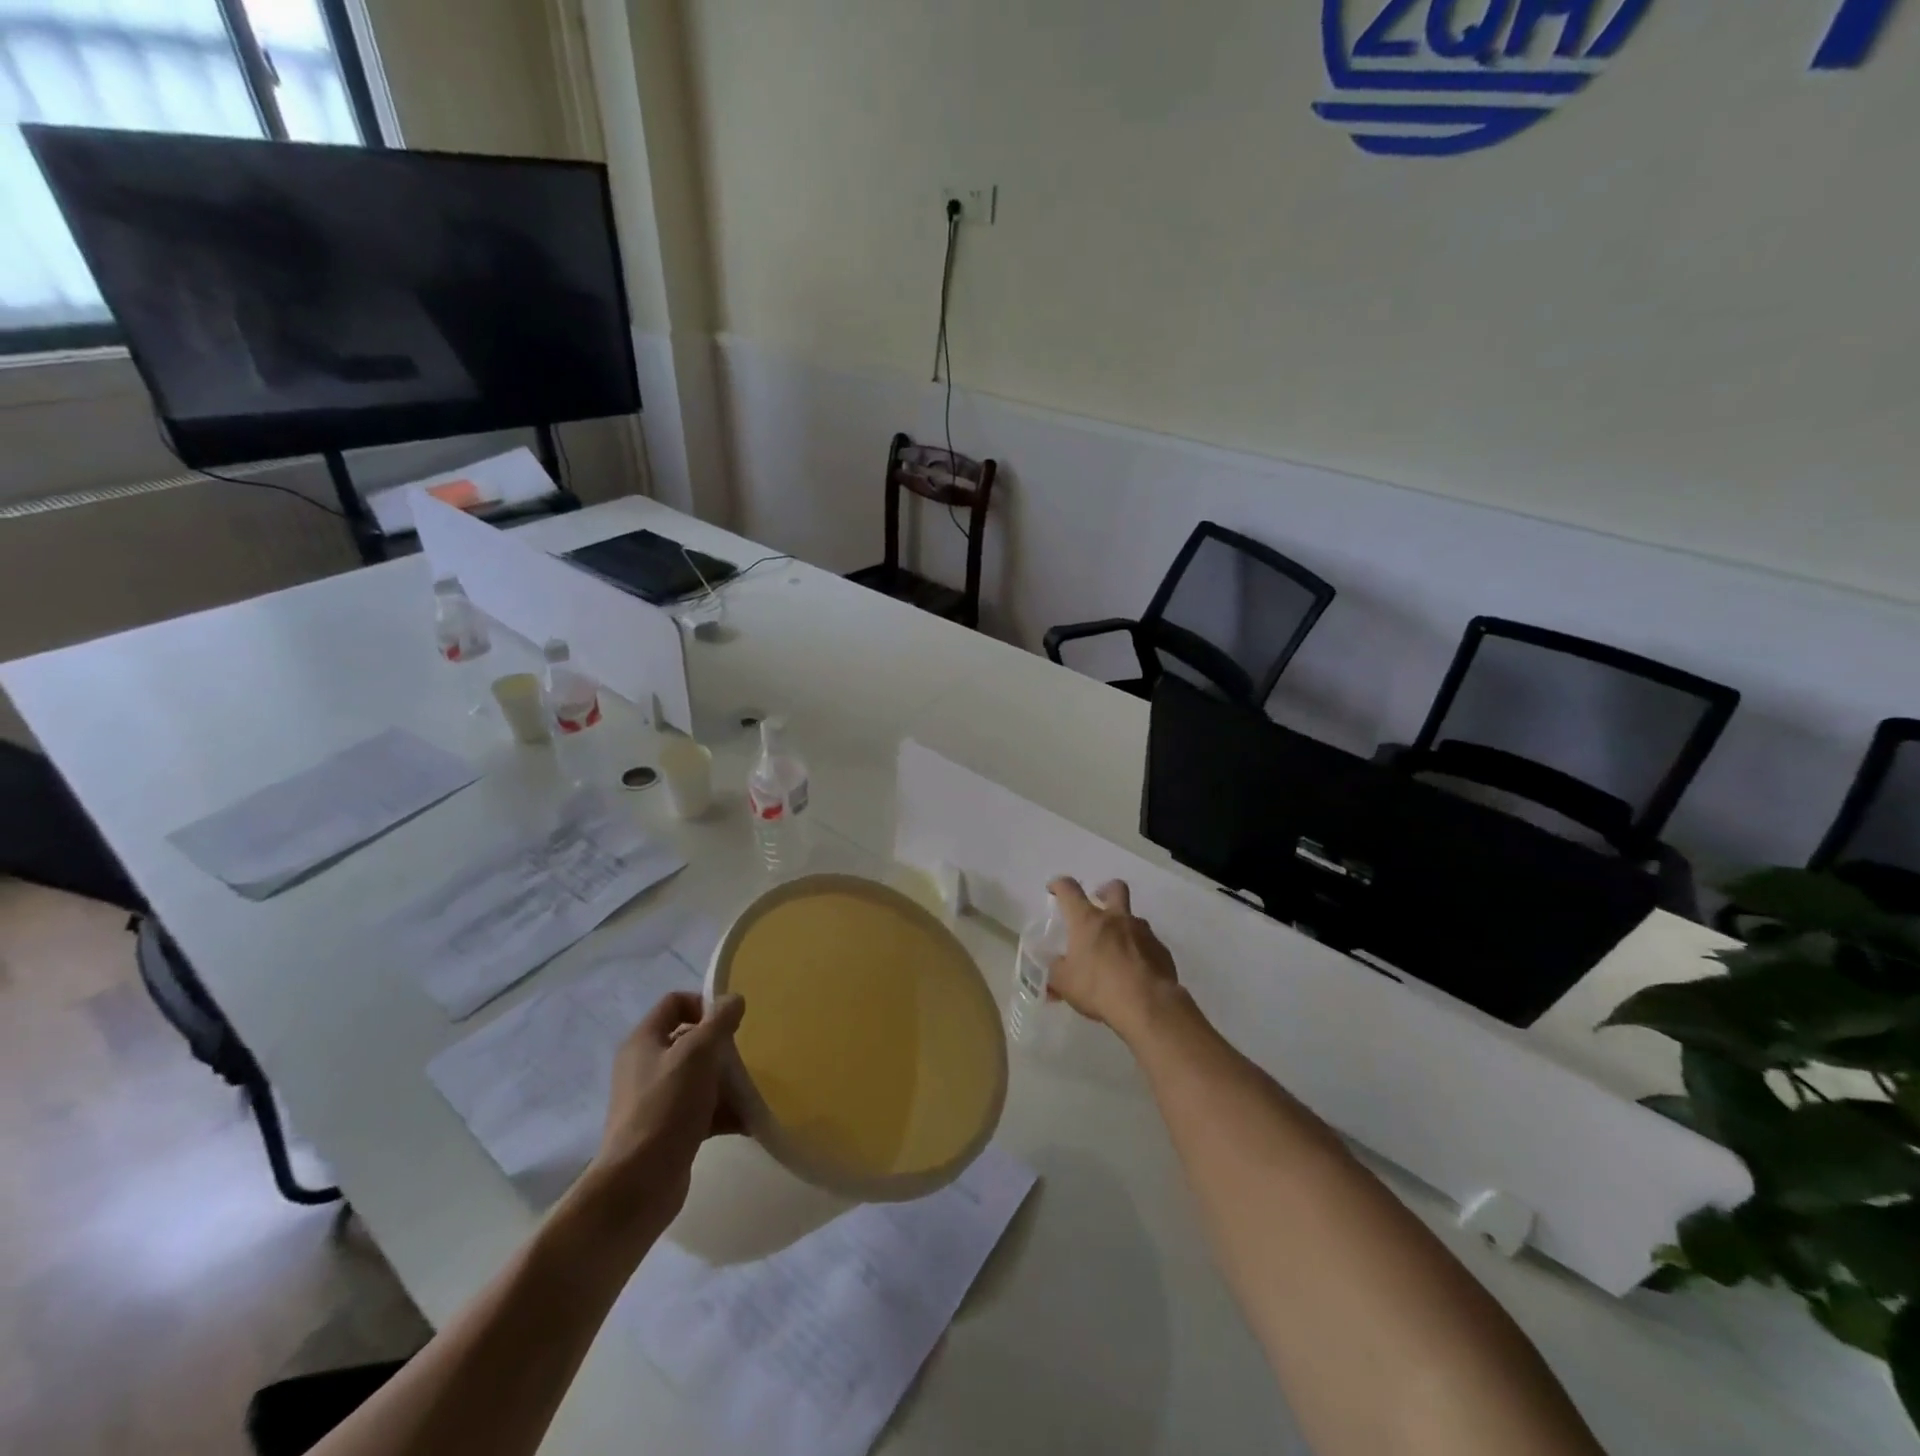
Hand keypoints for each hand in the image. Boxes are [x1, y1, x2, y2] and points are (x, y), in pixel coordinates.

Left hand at [582, 991, 746, 1239]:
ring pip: (700, 1077)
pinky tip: (750, 1119)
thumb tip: (734, 998)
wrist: (637, 1187)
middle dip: (723, 1045)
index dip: (704, 1003)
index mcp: (645, 1041)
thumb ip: (719, 1021)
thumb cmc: (665, 1108)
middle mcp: (646, 1066)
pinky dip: (725, 1111)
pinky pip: (702, 1109)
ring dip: (728, 1079)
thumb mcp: (697, 1054)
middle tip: (750, 1054)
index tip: (732, 1021)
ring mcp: (656, 1101)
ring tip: (756, 1087)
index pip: (675, 1003)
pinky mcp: (668, 1130)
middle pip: (690, 1041)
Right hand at [1046, 877, 1178, 1041]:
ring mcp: (1143, 932)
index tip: (1054, 889)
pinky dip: (1140, 951)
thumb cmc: (1099, 988)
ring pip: (1134, 918)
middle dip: (1105, 890)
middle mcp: (1116, 918)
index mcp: (1087, 920)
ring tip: (1118, 949)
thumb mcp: (1065, 983)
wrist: (1148, 1004)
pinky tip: (1137, 970)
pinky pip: (1149, 944)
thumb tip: (1056, 967)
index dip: (1059, 885)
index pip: (1069, 890)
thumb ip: (1057, 971)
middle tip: (1099, 902)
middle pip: (1114, 888)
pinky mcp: (1161, 950)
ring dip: (1124, 926)